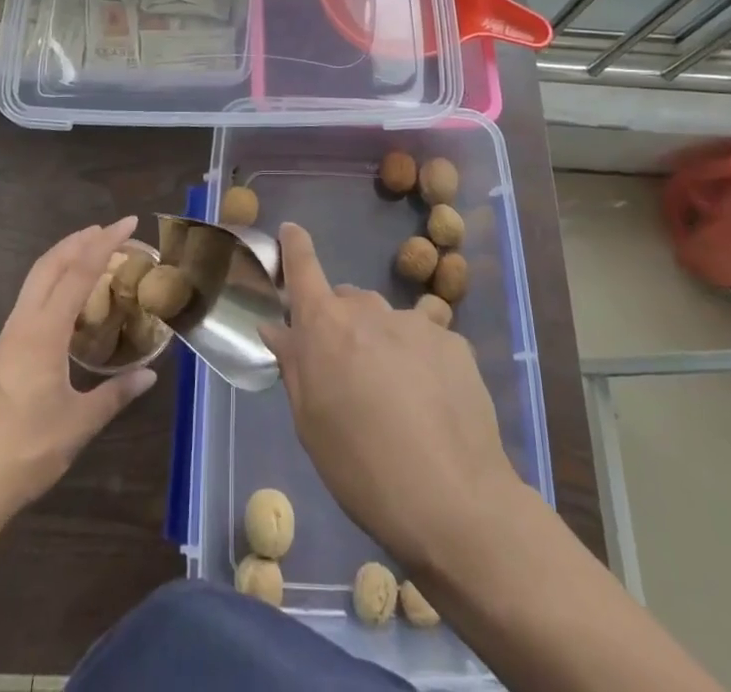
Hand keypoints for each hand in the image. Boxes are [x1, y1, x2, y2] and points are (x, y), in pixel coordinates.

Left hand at [0, 217, 157, 530]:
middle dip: (79, 240)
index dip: (105, 244)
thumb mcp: (78, 426)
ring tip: (90, 255)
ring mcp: (4, 341)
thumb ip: (115, 395)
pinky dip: (51, 284)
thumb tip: (149, 375)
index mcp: (42, 335)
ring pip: (33, 282)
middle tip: (109, 230)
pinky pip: (28, 303)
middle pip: (48, 266)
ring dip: (62, 260)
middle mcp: (20, 327)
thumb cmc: (23, 455)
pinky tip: (65, 305)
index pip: (77, 274)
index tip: (127, 223)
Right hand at [260, 222, 523, 572]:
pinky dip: (419, 360)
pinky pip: (425, 340)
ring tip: (395, 397)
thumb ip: (294, 365)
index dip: (294, 247)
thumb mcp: (310, 423)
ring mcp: (416, 321)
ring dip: (382, 343)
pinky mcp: (454, 341)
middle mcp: (369, 310)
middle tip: (346, 372)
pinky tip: (430, 404)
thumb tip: (277, 327)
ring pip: (387, 321)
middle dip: (341, 324)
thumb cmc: (362, 469)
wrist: (454, 500)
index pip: (303, 268)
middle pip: (347, 301)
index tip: (290, 230)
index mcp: (326, 326)